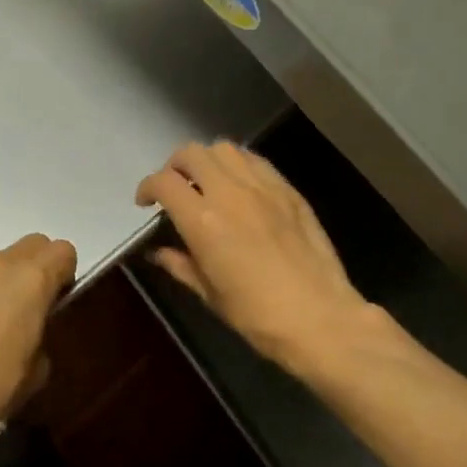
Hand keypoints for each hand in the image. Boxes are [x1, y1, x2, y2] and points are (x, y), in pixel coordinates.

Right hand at [136, 142, 373, 374]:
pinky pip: (256, 161)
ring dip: (207, 160)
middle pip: (192, 153)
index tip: (145, 202)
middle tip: (174, 188)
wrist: (321, 318)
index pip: (164, 182)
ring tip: (207, 182)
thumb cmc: (257, 315)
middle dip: (174, 166)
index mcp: (203, 220)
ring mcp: (262, 187)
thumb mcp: (209, 294)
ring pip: (225, 148)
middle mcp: (229, 193)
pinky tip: (240, 187)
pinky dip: (238, 165)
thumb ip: (181, 265)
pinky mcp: (288, 190)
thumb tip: (160, 253)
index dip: (147, 187)